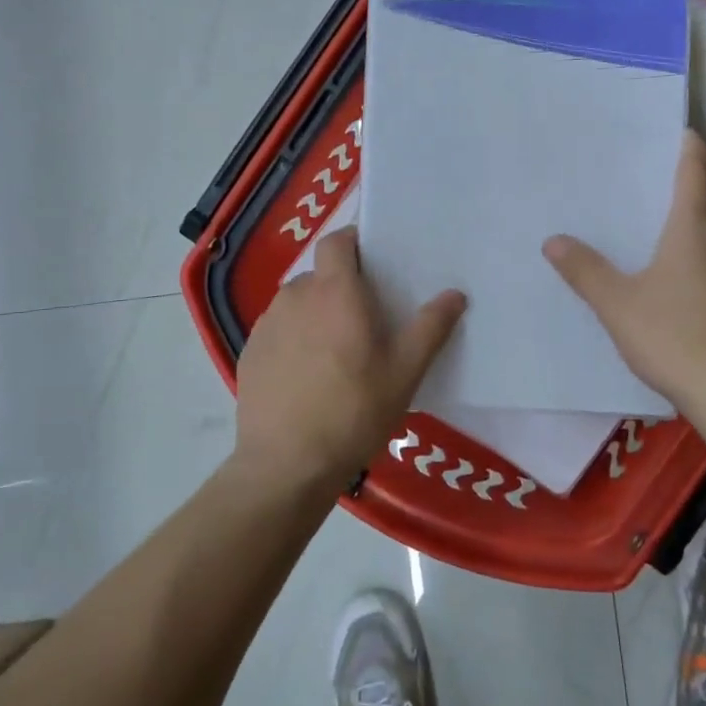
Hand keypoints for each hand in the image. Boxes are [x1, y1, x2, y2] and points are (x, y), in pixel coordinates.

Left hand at [235, 228, 465, 495]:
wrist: (287, 465)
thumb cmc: (354, 411)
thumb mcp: (404, 372)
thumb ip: (430, 328)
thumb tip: (455, 294)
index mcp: (334, 292)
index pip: (337, 241)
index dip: (354, 242)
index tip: (374, 261)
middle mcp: (295, 297)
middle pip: (320, 275)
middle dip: (341, 287)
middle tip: (366, 320)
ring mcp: (267, 325)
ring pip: (298, 304)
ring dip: (317, 314)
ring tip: (337, 352)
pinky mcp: (250, 353)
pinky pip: (279, 331)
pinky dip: (295, 340)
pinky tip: (308, 377)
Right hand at [543, 131, 705, 419]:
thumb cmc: (675, 338)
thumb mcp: (618, 305)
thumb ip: (585, 271)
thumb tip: (553, 240)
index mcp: (694, 230)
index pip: (695, 173)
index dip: (688, 148)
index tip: (683, 131)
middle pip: (702, 212)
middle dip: (675, 208)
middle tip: (641, 209)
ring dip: (689, 246)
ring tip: (655, 260)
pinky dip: (703, 276)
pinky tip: (682, 304)